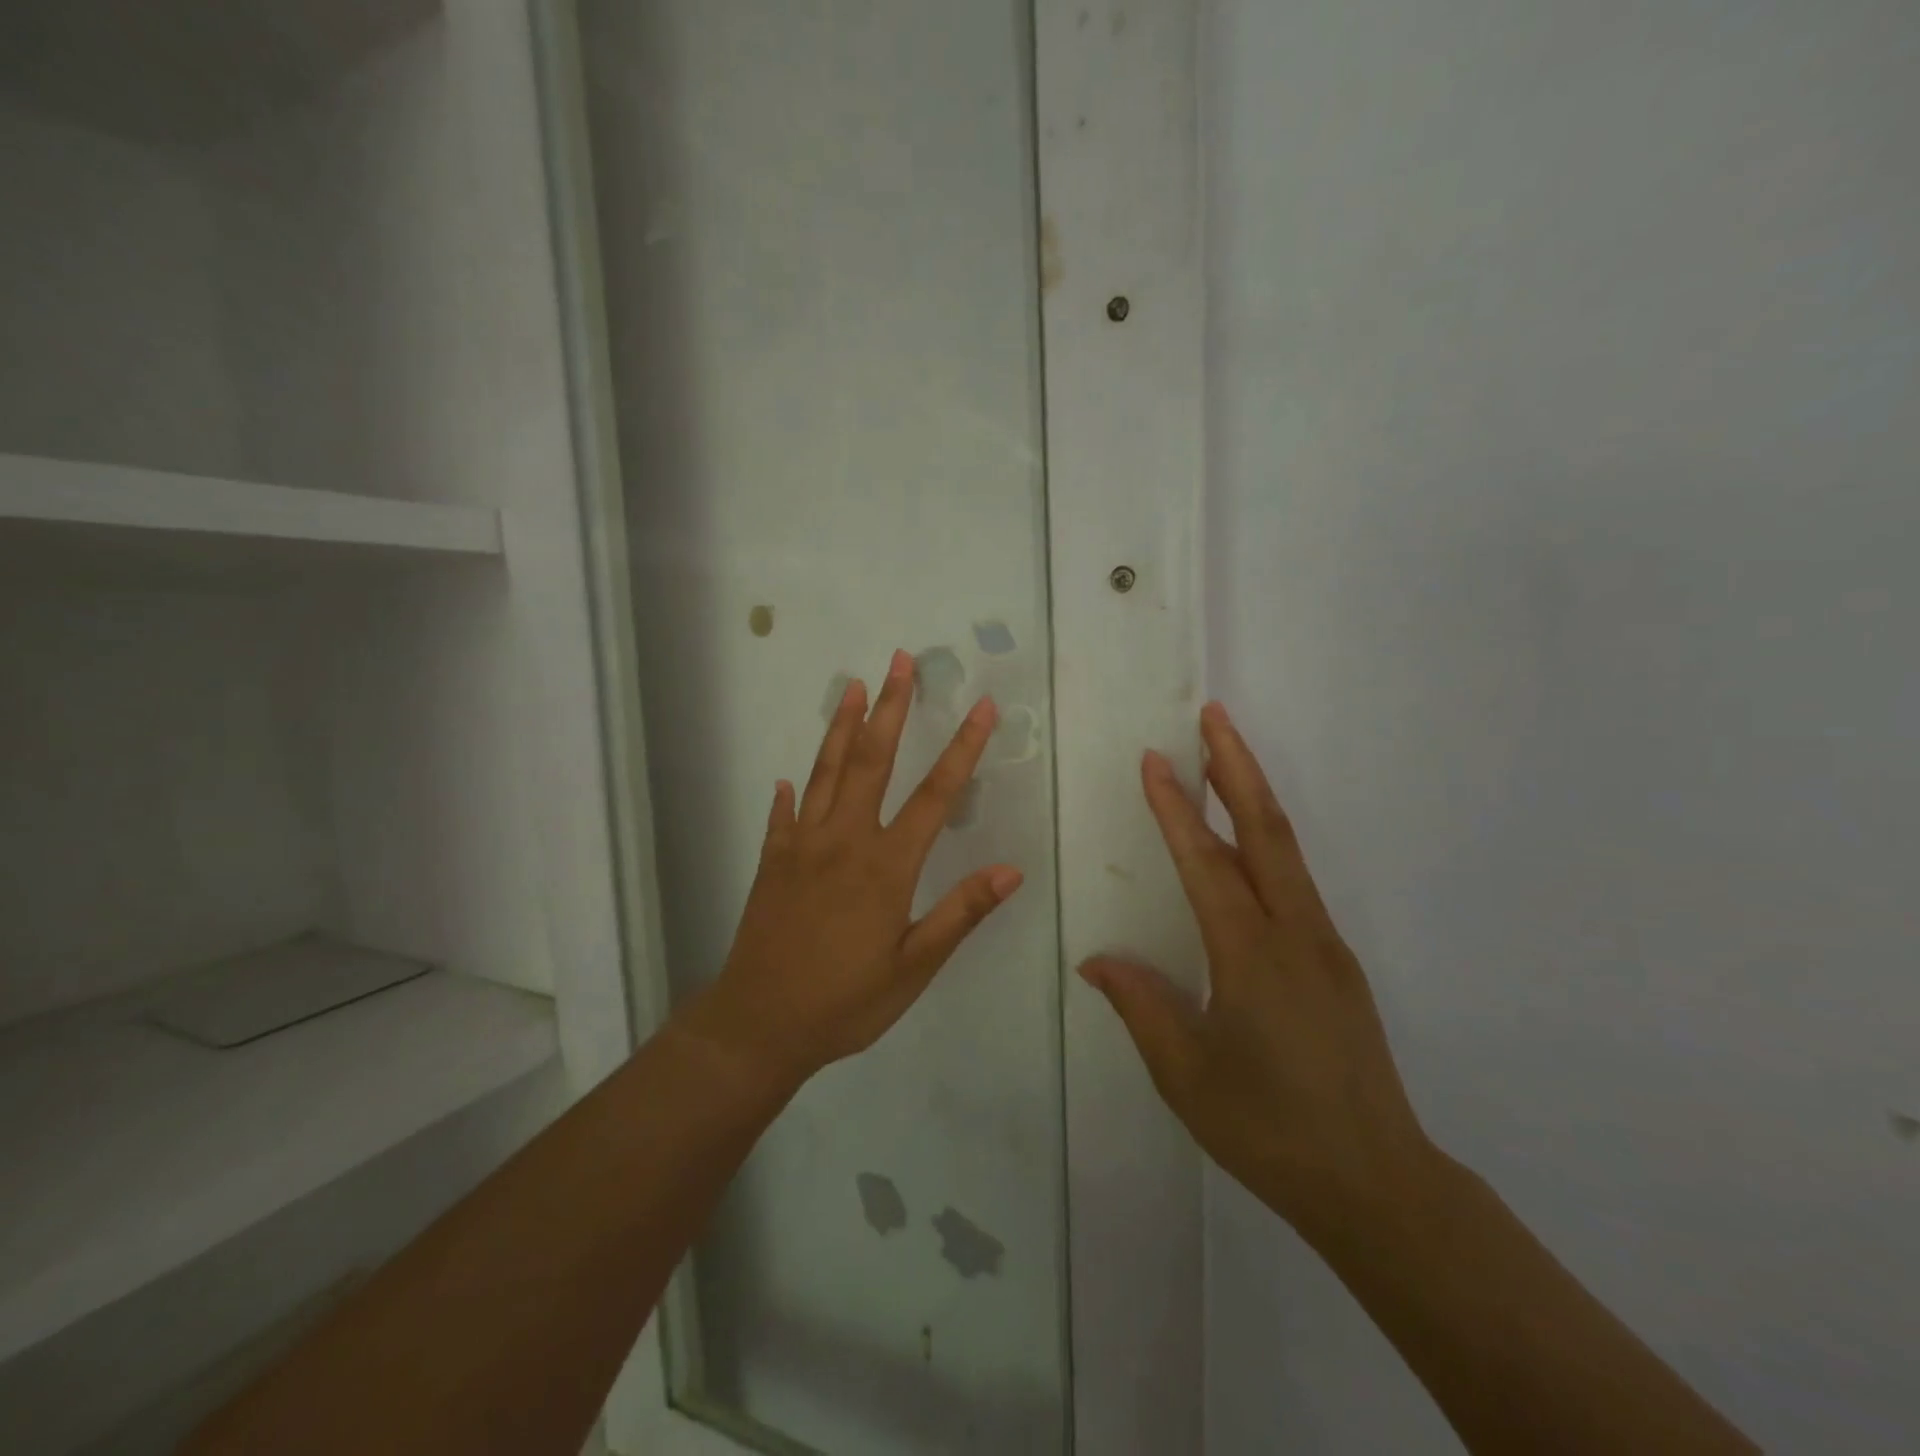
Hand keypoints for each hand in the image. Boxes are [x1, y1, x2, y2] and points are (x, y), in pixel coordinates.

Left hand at [677, 649, 1022, 1090]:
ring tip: (852, 686)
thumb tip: (1011, 870)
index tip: (982, 706)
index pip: (935, 794)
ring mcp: (802, 846)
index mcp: (886, 865)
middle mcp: (844, 841)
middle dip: (890, 706)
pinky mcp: (773, 861)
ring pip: (825, 772)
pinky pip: (784, 815)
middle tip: (899, 660)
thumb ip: (960, 913)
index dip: (962, 747)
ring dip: (841, 725)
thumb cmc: (845, 1002)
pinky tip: (790, 775)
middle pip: (871, 759)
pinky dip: (791, 791)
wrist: (758, 1025)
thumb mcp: (914, 968)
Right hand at [1080, 702, 1436, 1241]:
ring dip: (1254, 796)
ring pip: (1285, 850)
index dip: (1176, 808)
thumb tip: (1096, 961)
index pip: (1205, 863)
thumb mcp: (1186, 1074)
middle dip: (1236, 766)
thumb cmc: (1268, 1127)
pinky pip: (1295, 881)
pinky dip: (1267, 840)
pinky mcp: (1336, 961)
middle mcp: (1294, 933)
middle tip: (1213, 714)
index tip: (1154, 759)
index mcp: (1250, 955)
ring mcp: (1324, 943)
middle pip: (1265, 830)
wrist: (1377, 1182)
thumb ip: (1140, 1006)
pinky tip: (1246, 844)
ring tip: (1225, 757)